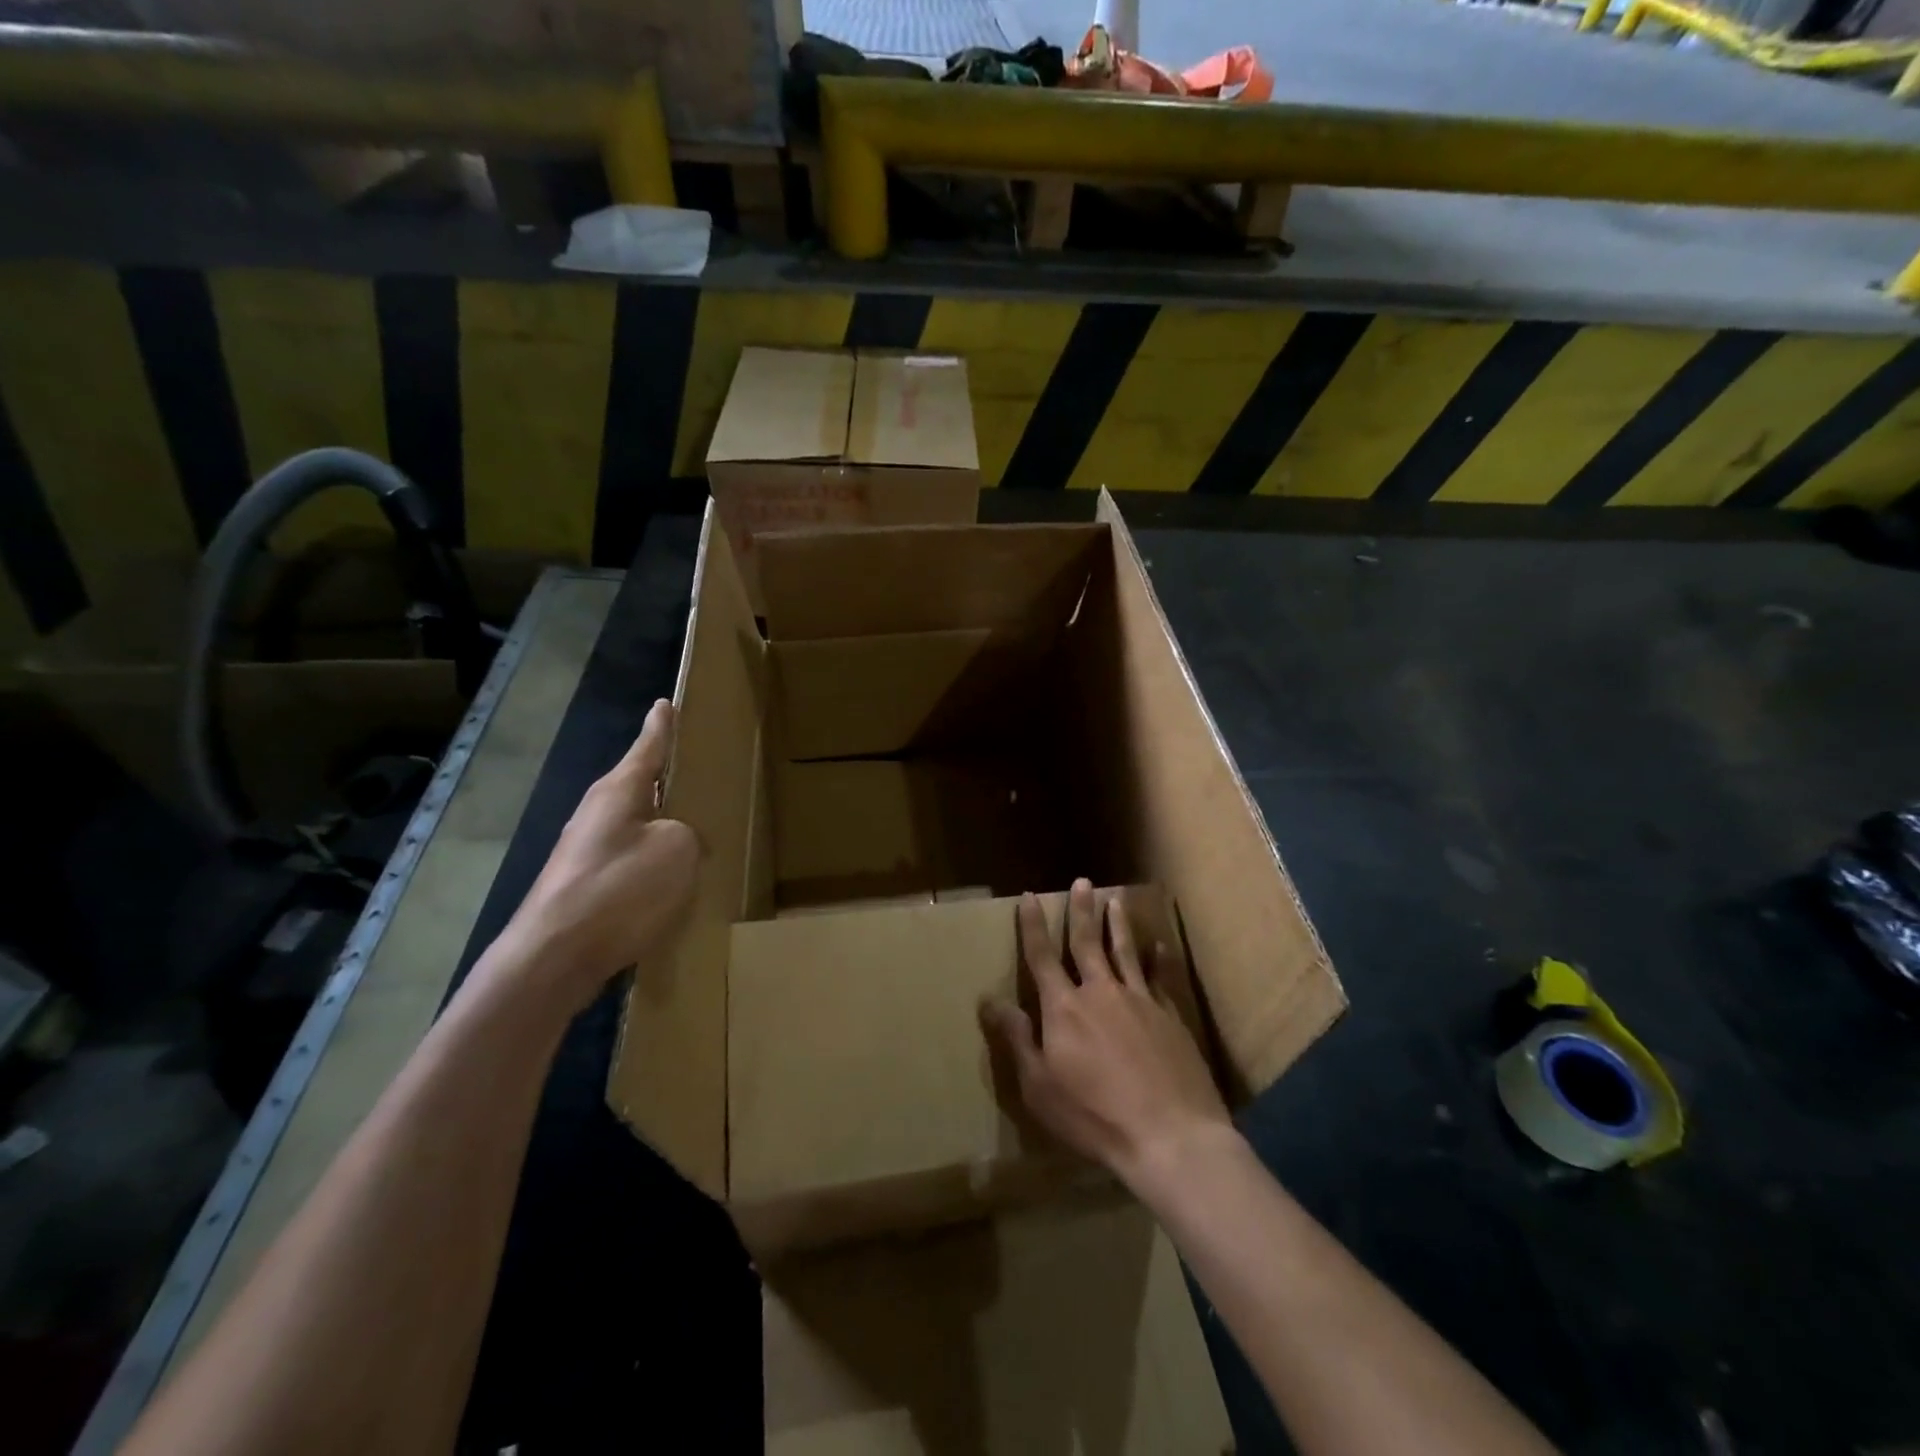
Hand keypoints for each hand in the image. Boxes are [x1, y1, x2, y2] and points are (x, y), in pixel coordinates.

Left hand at [501, 699, 697, 1012]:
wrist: (554, 958)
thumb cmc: (620, 890)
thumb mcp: (677, 851)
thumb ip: (689, 833)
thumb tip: (682, 841)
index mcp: (619, 790)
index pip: (648, 746)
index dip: (662, 726)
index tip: (666, 702)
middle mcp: (598, 812)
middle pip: (641, 785)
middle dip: (668, 779)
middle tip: (700, 772)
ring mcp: (586, 850)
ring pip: (636, 825)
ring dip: (663, 826)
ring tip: (697, 831)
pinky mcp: (584, 884)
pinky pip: (630, 860)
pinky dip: (653, 863)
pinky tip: (673, 883)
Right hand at [981, 878, 1232, 1195]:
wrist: (1170, 1135)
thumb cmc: (1094, 1116)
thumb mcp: (1040, 1086)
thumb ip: (1017, 1039)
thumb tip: (990, 1000)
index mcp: (1064, 1008)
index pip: (1042, 956)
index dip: (1033, 926)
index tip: (1030, 897)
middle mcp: (1101, 992)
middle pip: (1087, 942)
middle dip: (1081, 911)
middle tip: (1082, 881)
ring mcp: (1140, 1001)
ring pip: (1125, 951)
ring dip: (1117, 924)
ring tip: (1114, 900)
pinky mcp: (1170, 1016)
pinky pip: (1161, 977)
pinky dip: (1159, 958)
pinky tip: (1160, 945)